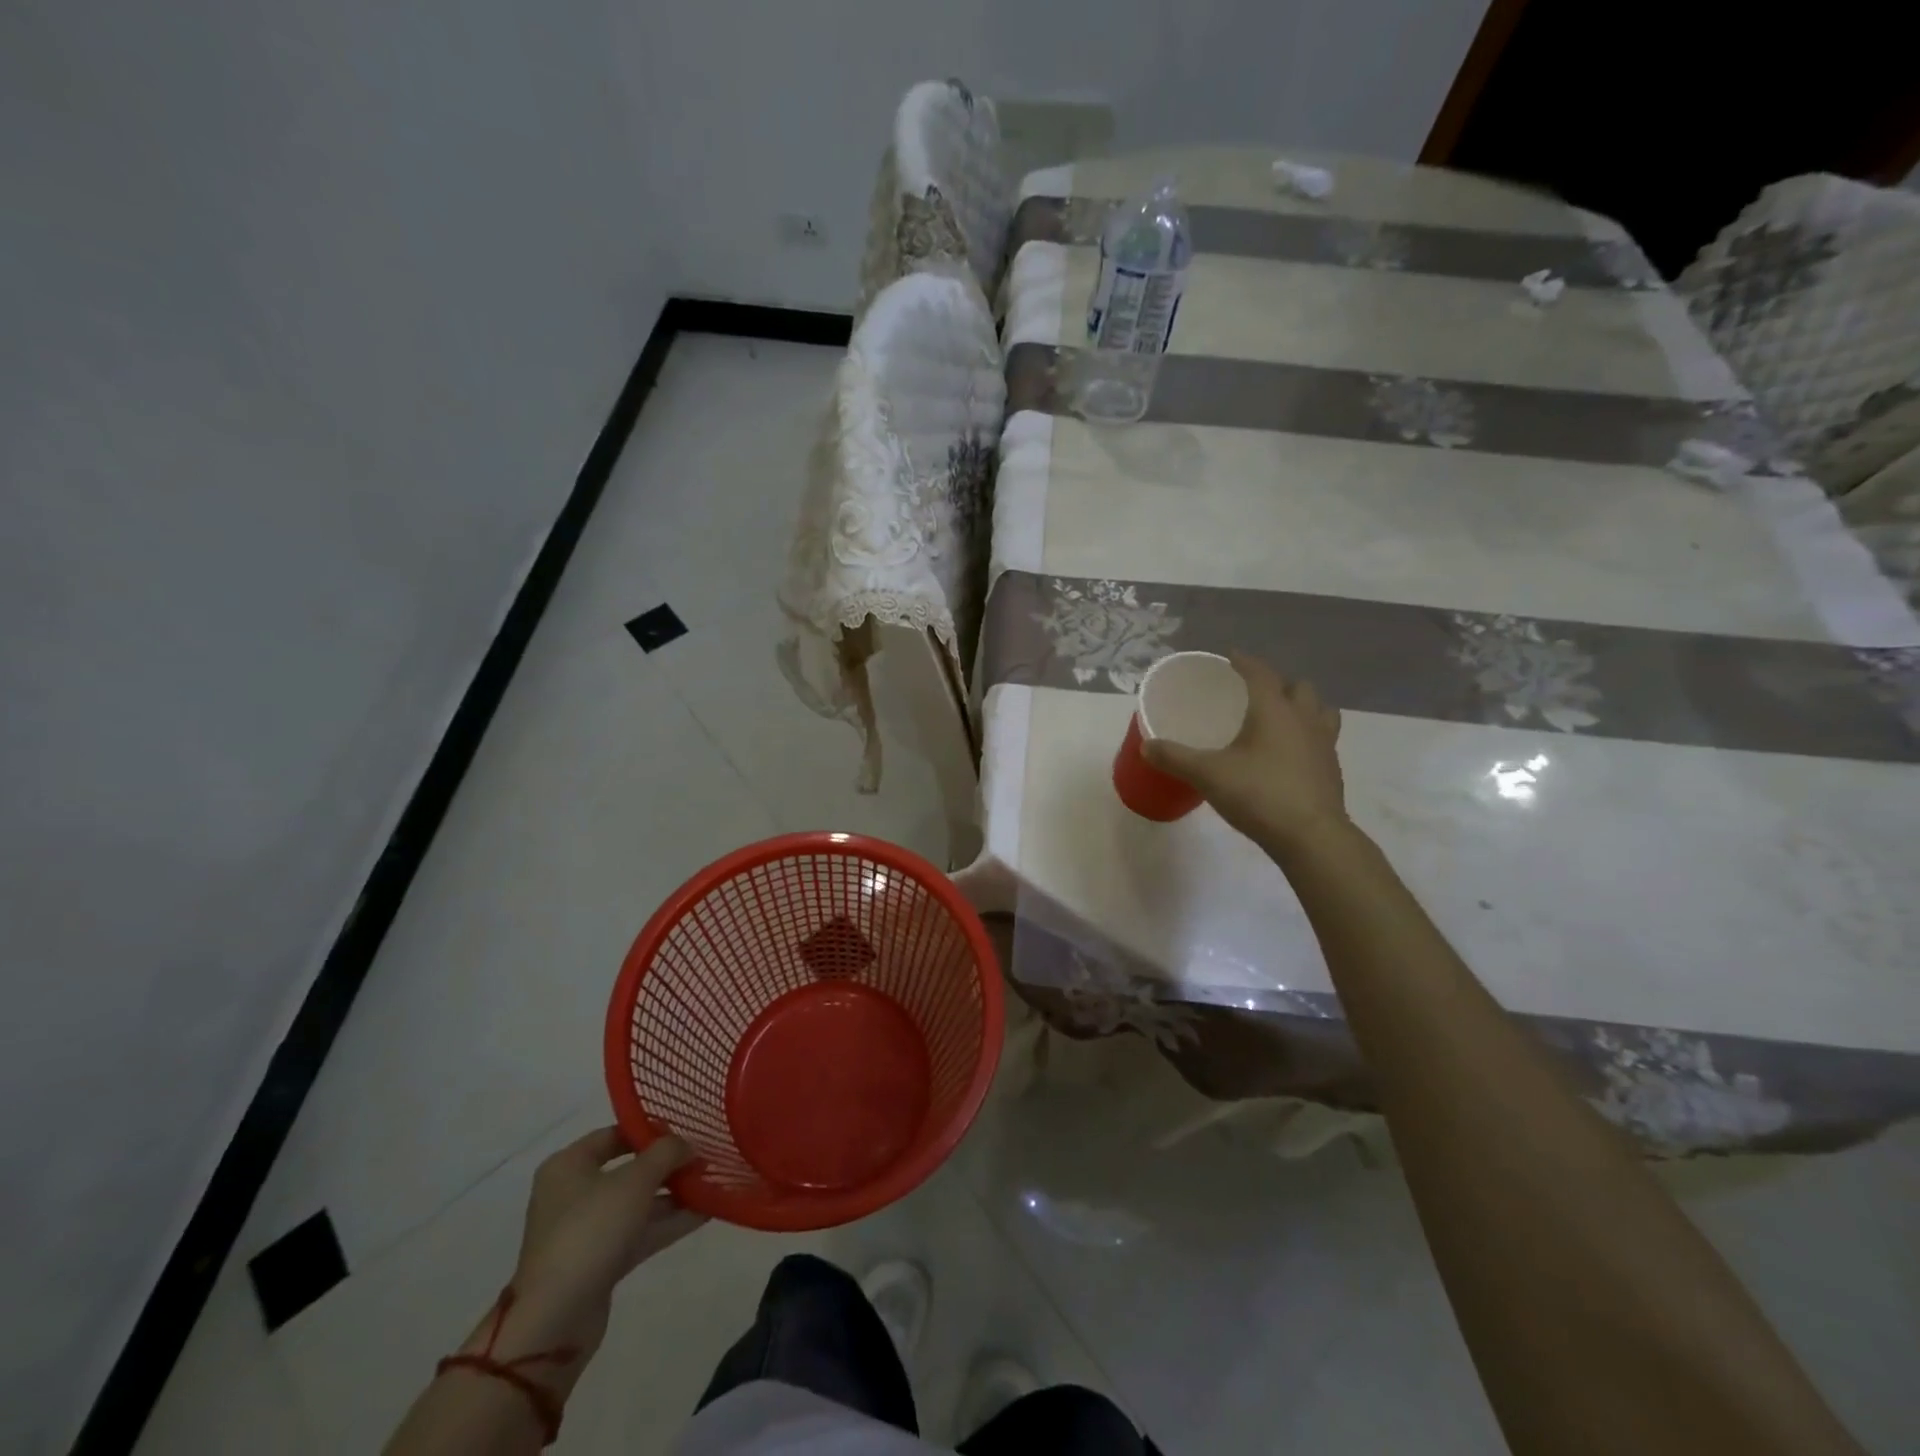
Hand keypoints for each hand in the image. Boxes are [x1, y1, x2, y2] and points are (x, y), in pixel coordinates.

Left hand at [505, 1128, 704, 1356]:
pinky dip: (667, 1222)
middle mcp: (573, 1193)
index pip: (614, 1134)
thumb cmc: (590, 1230)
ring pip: (637, 1203)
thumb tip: (687, 1144)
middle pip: (628, 1169)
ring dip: (673, 1195)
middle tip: (704, 1159)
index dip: (650, 1130)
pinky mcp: (599, 1261)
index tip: (685, 1132)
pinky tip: (704, 1213)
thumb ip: (666, 1153)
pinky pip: (638, 1231)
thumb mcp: (635, 1180)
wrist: (555, 1319)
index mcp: (568, 1165)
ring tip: (712, 1184)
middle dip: (667, 1165)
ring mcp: (586, 1230)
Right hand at [1141, 652, 1348, 854]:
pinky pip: (1323, 739)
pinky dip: (1308, 737)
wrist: (1311, 837)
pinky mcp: (1331, 770)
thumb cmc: (1259, 794)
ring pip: (1320, 711)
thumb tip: (1146, 745)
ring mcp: (1324, 744)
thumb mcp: (1207, 774)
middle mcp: (1303, 719)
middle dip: (1278, 684)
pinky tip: (1290, 755)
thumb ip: (1175, 757)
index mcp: (1274, 710)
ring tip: (1281, 719)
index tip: (1230, 657)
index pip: (1260, 673)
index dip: (1244, 661)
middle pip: (1299, 687)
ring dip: (1303, 707)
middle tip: (1255, 694)